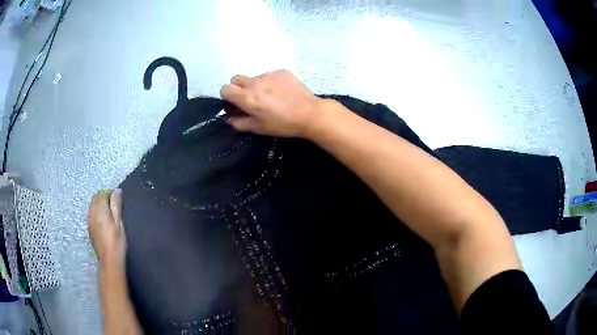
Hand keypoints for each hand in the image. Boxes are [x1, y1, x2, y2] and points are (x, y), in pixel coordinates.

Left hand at [87, 189, 126, 269]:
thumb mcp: (119, 223)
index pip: (101, 194)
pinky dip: (96, 214)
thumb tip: (117, 190)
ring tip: (109, 214)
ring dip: (99, 206)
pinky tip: (103, 223)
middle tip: (113, 206)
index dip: (109, 194)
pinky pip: (91, 215)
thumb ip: (116, 206)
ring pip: (92, 207)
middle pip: (95, 199)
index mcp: (100, 210)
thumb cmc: (117, 242)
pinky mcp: (89, 229)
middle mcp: (92, 213)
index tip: (117, 199)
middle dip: (103, 198)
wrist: (109, 261)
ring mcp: (89, 222)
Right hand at [220, 70, 326, 137]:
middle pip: (236, 78)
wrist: (310, 113)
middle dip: (237, 87)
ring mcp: (269, 75)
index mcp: (248, 97)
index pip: (225, 89)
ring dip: (256, 85)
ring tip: (270, 97)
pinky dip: (270, 82)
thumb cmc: (283, 124)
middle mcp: (255, 83)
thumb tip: (228, 118)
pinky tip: (281, 92)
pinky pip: (269, 75)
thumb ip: (240, 123)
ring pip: (254, 77)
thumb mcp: (259, 128)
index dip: (227, 96)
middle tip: (249, 98)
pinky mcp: (281, 71)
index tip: (235, 103)